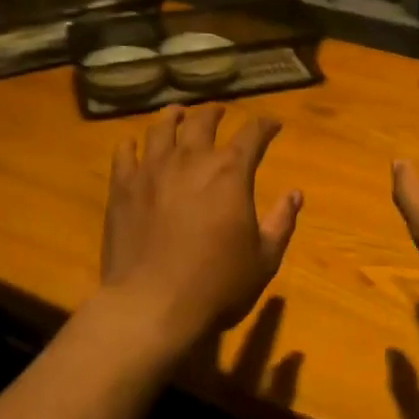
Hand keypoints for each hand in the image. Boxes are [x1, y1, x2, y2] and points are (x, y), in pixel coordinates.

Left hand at [98, 104, 303, 358]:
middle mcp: (191, 159)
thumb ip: (281, 222)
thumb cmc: (217, 285)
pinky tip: (134, 145)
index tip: (272, 124)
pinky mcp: (122, 187)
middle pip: (203, 121)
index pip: (252, 134)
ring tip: (178, 114)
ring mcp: (152, 170)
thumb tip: (295, 194)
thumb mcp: (264, 259)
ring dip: (173, 116)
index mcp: (230, 172)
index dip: (265, 125)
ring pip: (161, 127)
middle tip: (220, 112)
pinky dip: (131, 144)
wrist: (152, 306)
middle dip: (215, 113)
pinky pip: (124, 153)